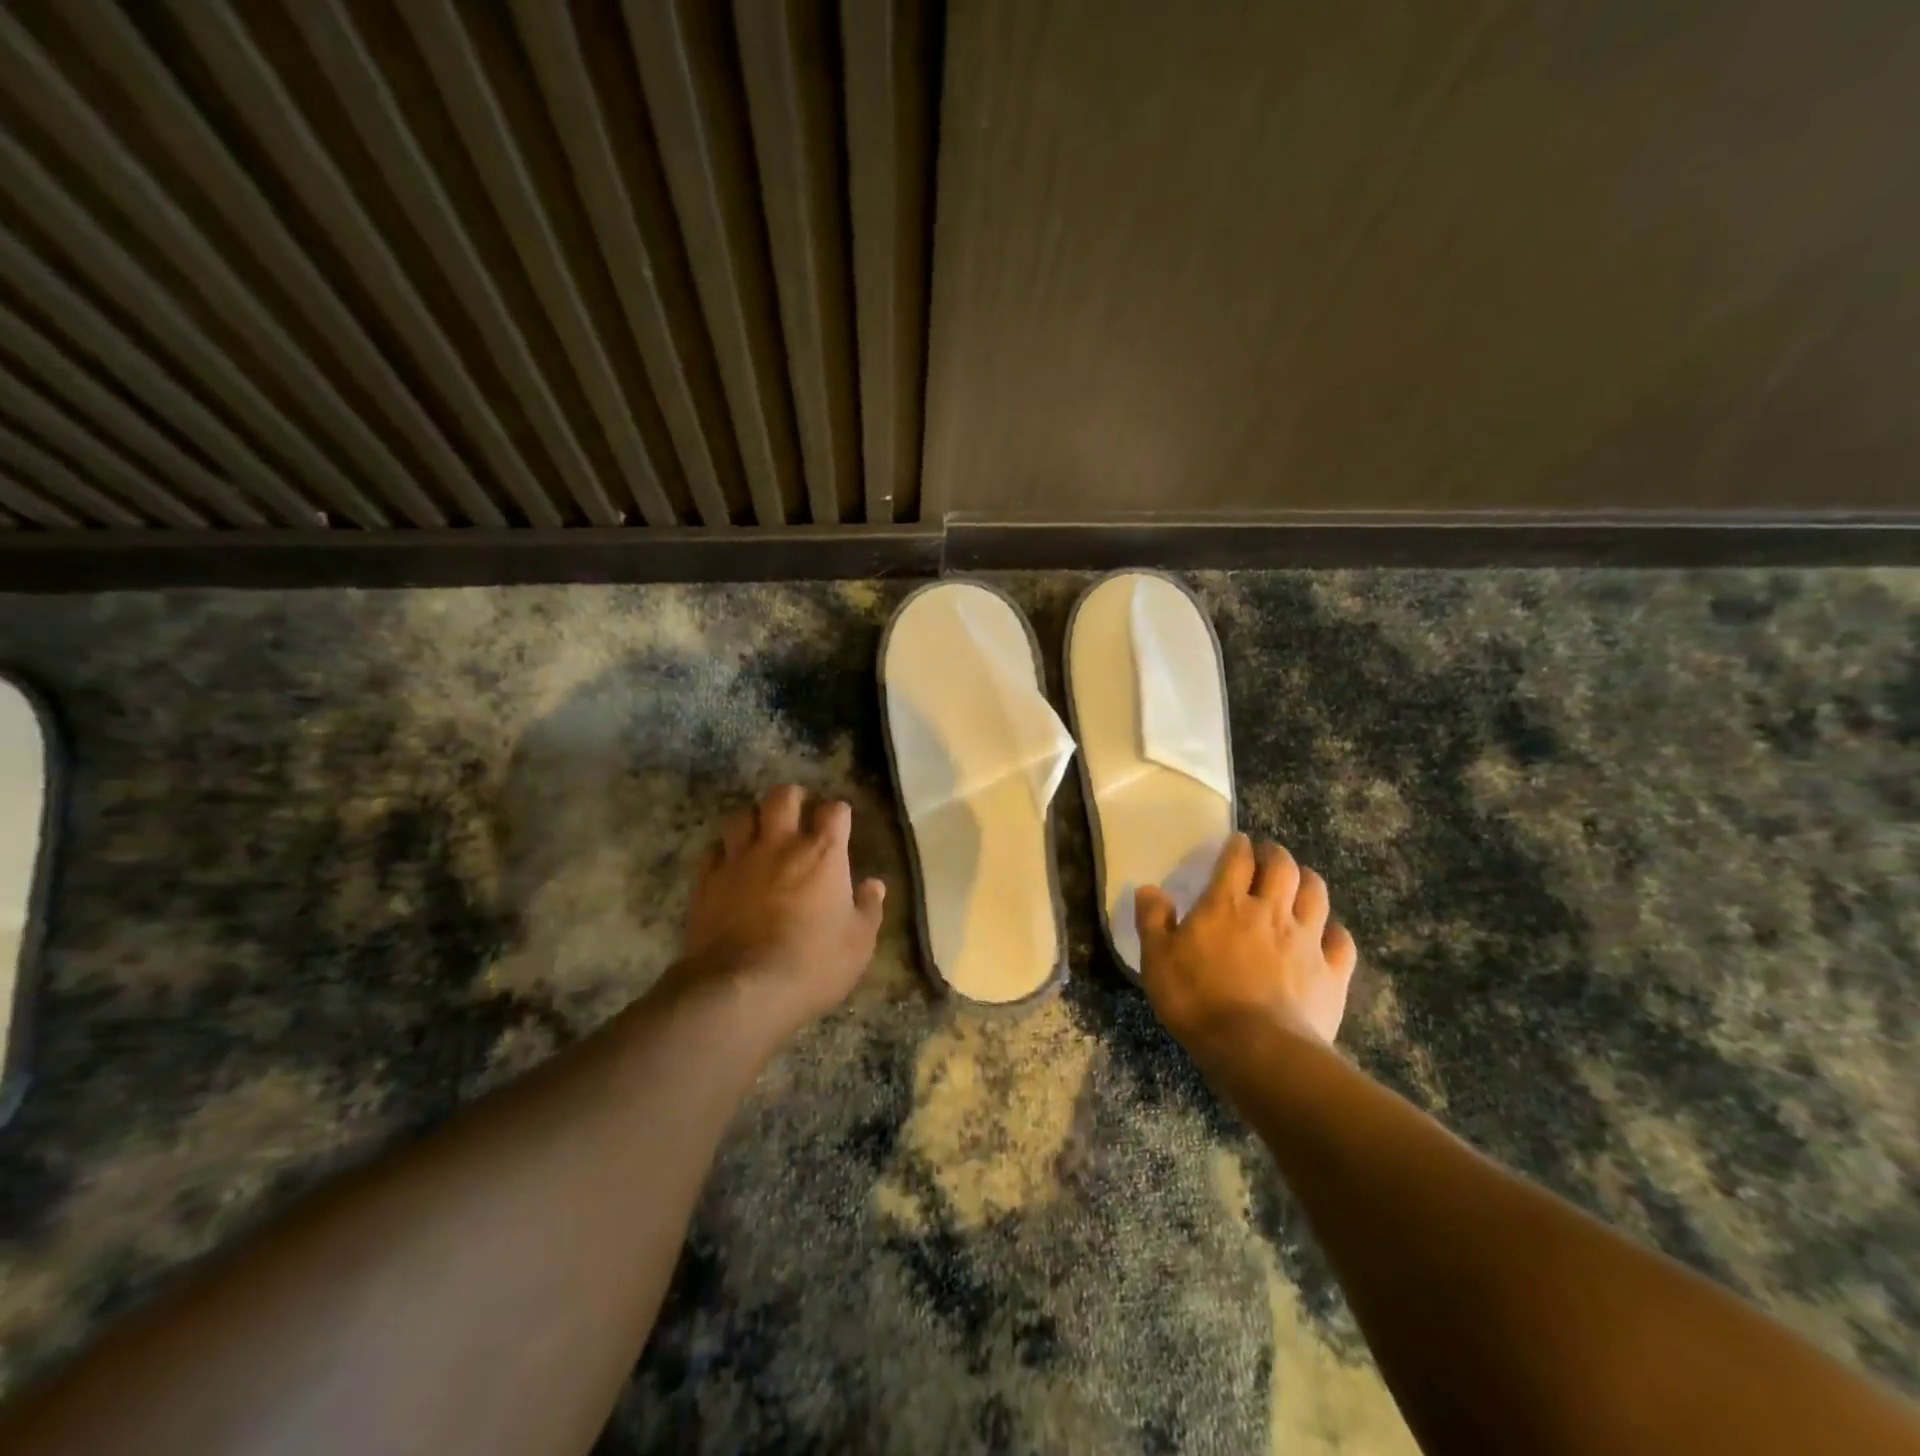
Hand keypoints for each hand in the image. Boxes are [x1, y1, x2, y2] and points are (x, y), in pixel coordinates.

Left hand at [681, 785, 885, 1037]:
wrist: (742, 989)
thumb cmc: (812, 964)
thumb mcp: (858, 943)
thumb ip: (868, 908)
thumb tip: (874, 884)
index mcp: (823, 854)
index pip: (834, 810)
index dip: (838, 813)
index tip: (840, 824)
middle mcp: (780, 845)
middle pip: (783, 797)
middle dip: (792, 798)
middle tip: (798, 813)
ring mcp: (739, 860)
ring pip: (741, 816)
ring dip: (753, 819)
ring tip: (759, 833)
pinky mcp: (707, 881)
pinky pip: (713, 850)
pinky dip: (723, 850)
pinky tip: (729, 864)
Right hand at [1136, 834, 1356, 1054]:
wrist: (1257, 1049)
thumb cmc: (1198, 1000)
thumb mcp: (1157, 960)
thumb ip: (1152, 920)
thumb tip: (1148, 889)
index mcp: (1226, 904)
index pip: (1237, 859)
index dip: (1238, 845)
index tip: (1237, 842)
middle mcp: (1270, 912)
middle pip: (1283, 867)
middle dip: (1276, 854)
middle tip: (1269, 856)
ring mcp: (1306, 941)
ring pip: (1317, 895)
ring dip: (1308, 881)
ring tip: (1300, 882)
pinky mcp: (1332, 973)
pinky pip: (1342, 941)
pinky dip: (1335, 932)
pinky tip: (1328, 934)